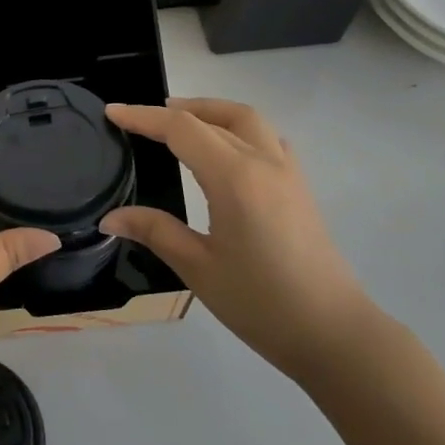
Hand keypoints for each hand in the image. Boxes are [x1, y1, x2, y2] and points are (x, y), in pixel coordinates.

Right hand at [100, 98, 372, 381]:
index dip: (143, 117)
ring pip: (247, 121)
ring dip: (211, 112)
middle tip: (142, 119)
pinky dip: (238, 130)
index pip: (182, 129)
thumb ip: (154, 231)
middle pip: (217, 116)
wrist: (334, 335)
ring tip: (180, 124)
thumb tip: (110, 218)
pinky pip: (268, 139)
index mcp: (235, 178)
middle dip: (176, 109)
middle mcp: (264, 163)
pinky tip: (225, 151)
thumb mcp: (198, 269)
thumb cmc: (261, 303)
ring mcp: (288, 173)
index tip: (112, 112)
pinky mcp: (300, 188)